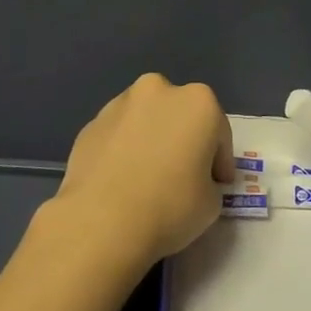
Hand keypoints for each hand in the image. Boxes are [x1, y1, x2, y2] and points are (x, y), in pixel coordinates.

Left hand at [47, 73, 230, 273]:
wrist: (101, 220)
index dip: (219, 161)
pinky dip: (123, 149)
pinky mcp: (90, 124)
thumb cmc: (169, 206)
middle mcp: (157, 90)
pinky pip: (118, 135)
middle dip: (182, 139)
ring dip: (150, 140)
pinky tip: (121, 180)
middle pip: (179, 115)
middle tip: (182, 174)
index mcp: (197, 102)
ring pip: (145, 120)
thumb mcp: (211, 203)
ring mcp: (119, 104)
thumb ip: (207, 181)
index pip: (218, 132)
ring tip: (146, 178)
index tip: (216, 184)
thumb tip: (193, 180)